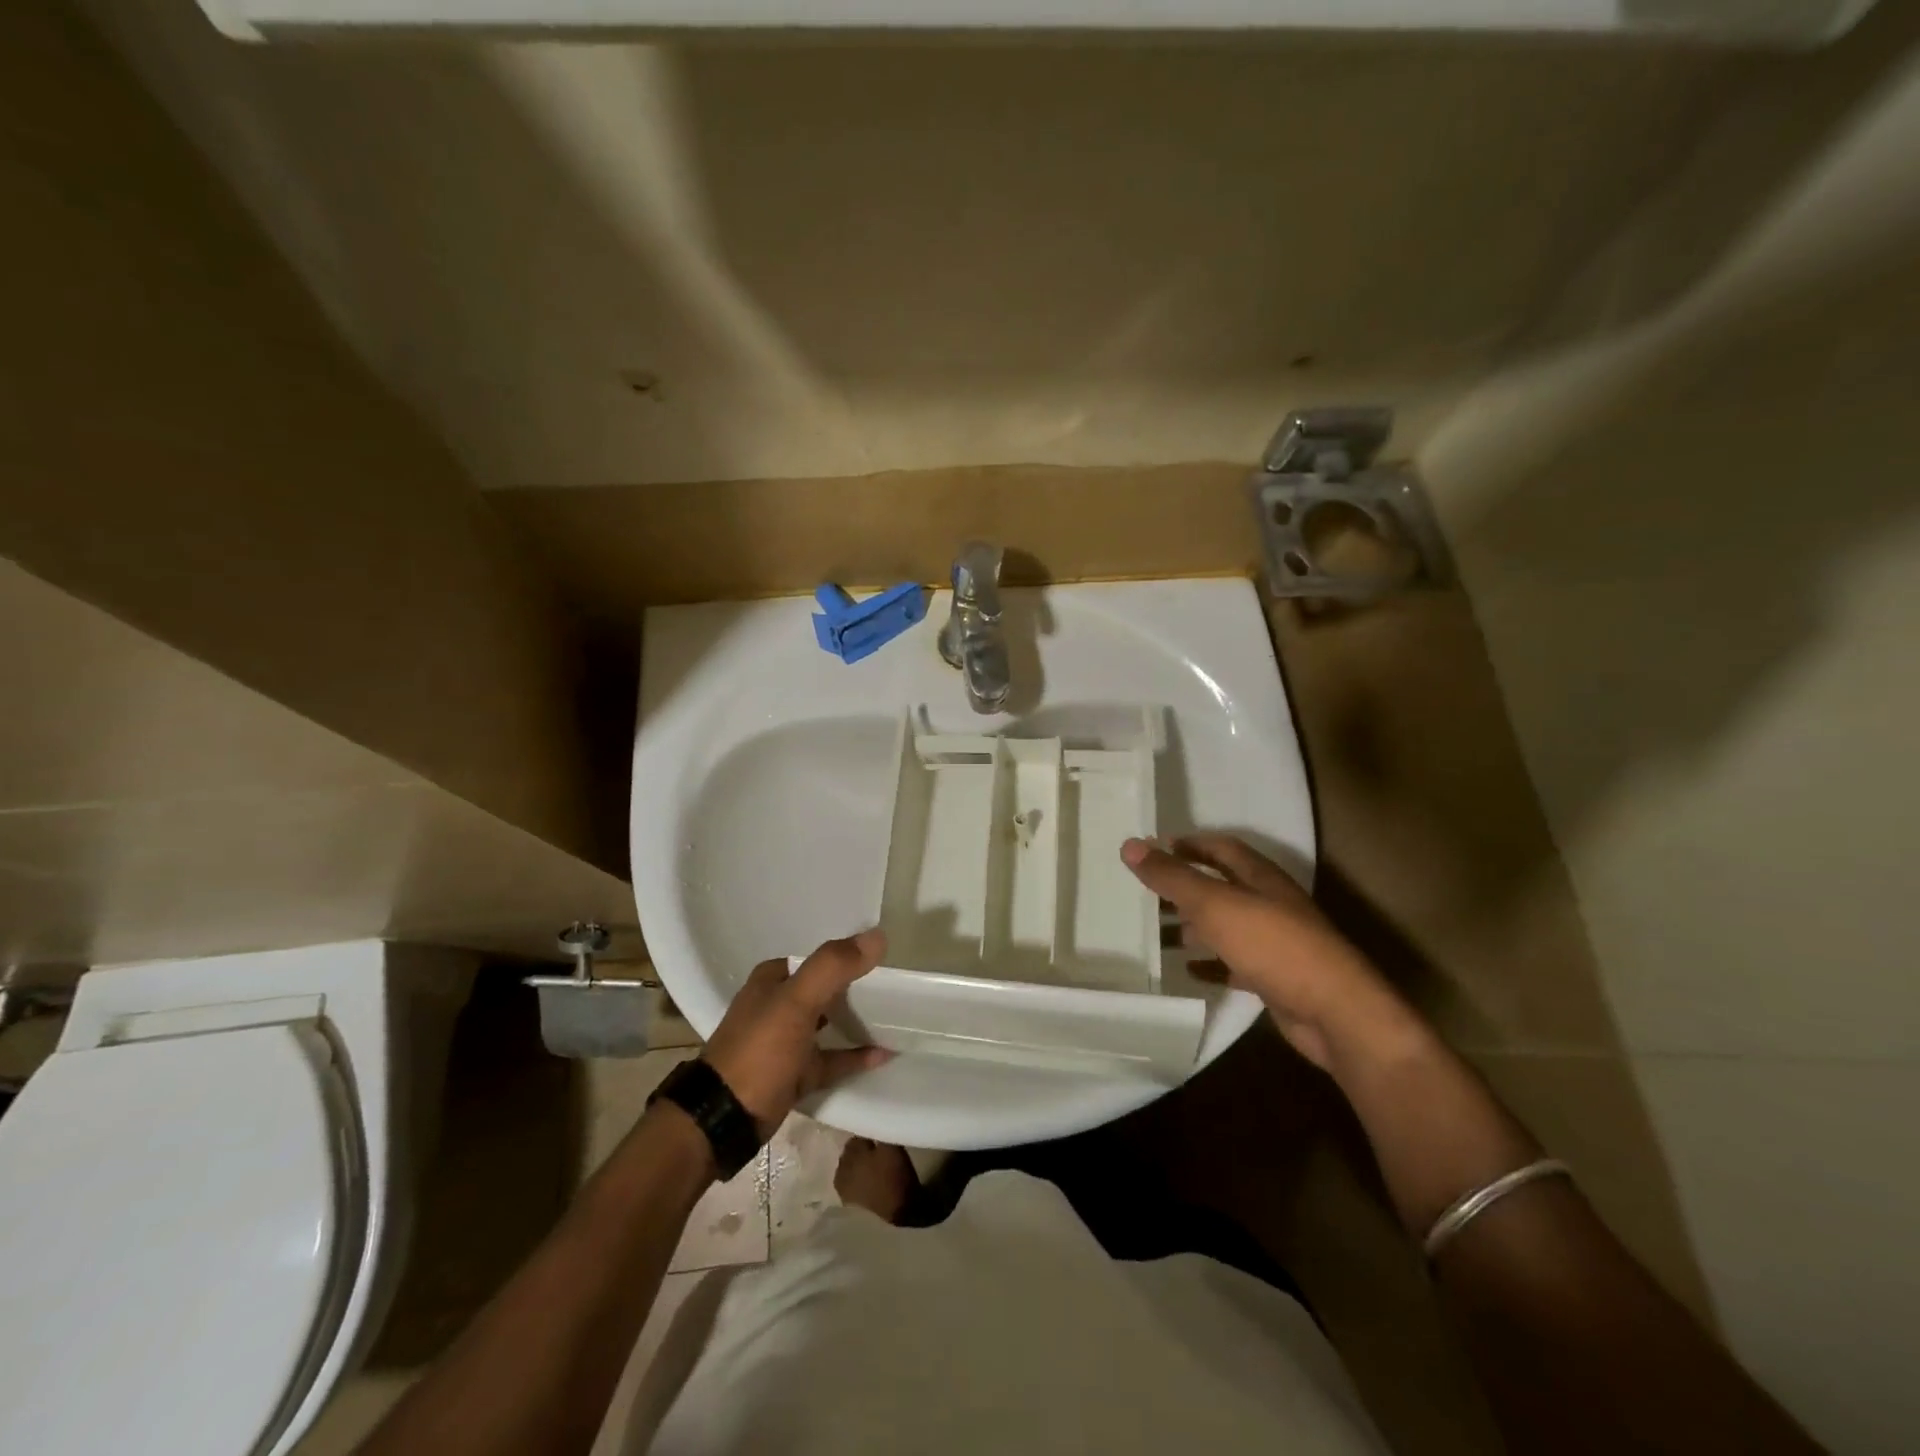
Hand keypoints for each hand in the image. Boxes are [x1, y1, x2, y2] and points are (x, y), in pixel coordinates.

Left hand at [701, 929, 892, 1137]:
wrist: (724, 1121)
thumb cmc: (759, 1050)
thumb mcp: (796, 1001)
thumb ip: (833, 966)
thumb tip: (877, 936)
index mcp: (771, 981)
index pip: (814, 958)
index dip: (844, 955)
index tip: (880, 959)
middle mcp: (775, 1007)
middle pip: (822, 990)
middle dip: (853, 986)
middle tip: (892, 986)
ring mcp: (784, 1043)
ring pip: (826, 1024)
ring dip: (854, 1021)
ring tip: (893, 1016)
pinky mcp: (793, 1075)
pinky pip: (831, 1060)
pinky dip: (854, 1056)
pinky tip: (883, 1054)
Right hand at [1121, 834, 1408, 1070]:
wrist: (1334, 1012)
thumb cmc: (1273, 945)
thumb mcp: (1215, 905)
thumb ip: (1172, 877)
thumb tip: (1130, 844)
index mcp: (1259, 877)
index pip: (1220, 848)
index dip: (1189, 844)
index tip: (1154, 849)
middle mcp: (1269, 903)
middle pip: (1221, 886)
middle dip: (1185, 888)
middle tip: (1146, 894)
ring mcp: (1274, 941)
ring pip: (1226, 925)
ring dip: (1193, 927)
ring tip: (1157, 934)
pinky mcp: (1275, 977)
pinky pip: (1234, 963)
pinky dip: (1210, 963)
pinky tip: (1189, 970)